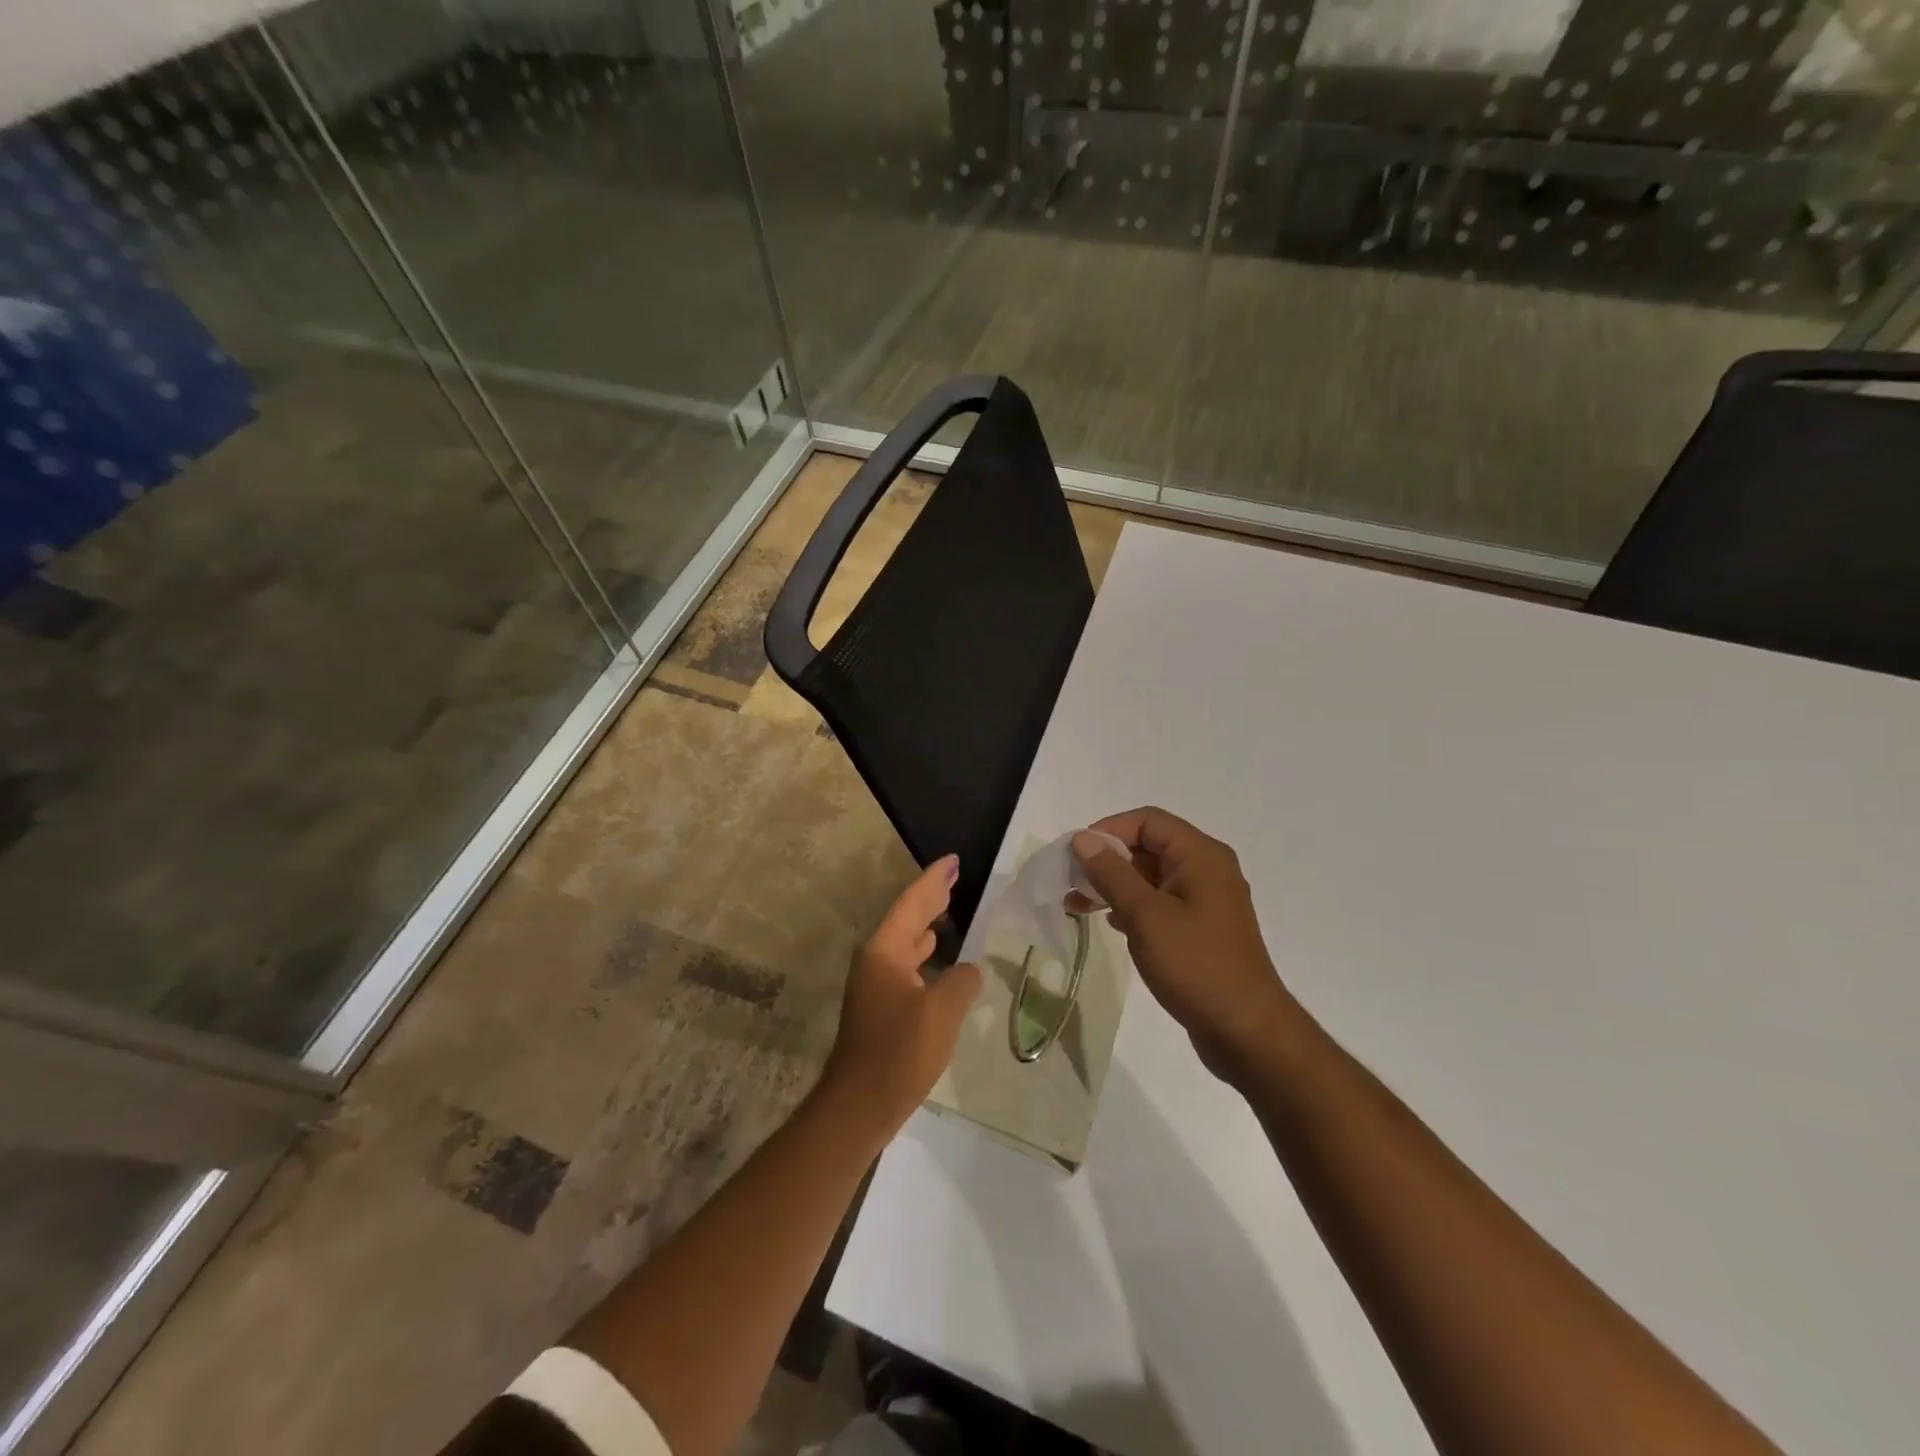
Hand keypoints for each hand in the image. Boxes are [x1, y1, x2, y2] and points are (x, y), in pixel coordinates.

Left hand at [818, 854, 982, 1141]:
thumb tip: (969, 969)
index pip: (913, 903)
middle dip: (931, 896)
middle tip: (954, 875)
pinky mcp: (879, 1006)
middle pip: (906, 918)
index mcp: (885, 951)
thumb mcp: (941, 1013)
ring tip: (948, 906)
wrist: (858, 1106)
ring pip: (905, 941)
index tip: (953, 860)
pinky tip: (938, 956)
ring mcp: (874, 984)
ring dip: (927, 923)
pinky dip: (924, 952)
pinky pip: (906, 964)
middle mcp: (875, 960)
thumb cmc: (899, 1053)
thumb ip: (961, 982)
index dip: (934, 880)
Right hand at [1073, 809, 1293, 1082]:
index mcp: (1201, 855)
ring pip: (1151, 876)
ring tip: (1078, 905)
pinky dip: (1132, 906)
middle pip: (1148, 846)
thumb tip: (1083, 839)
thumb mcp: (1145, 915)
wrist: (1246, 1031)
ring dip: (1115, 885)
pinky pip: (1160, 903)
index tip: (1076, 855)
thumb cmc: (1195, 964)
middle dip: (1107, 860)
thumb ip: (1112, 873)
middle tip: (1071, 882)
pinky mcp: (1201, 929)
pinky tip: (1110, 923)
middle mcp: (1207, 869)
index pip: (1147, 821)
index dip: (1108, 830)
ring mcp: (1206, 901)